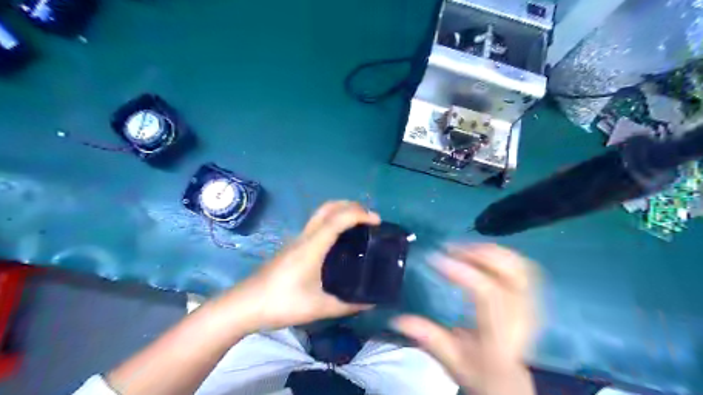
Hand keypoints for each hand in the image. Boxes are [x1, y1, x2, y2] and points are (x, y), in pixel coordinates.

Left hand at [226, 201, 382, 333]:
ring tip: (359, 225)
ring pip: (321, 214)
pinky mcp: (292, 246)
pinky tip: (339, 240)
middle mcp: (305, 237)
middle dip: (351, 205)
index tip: (377, 221)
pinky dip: (333, 221)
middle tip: (370, 218)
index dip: (359, 214)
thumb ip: (346, 305)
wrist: (244, 305)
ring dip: (341, 211)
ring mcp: (297, 240)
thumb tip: (370, 303)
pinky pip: (316, 224)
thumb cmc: (280, 304)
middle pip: (328, 208)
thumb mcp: (318, 308)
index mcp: (312, 247)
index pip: (337, 219)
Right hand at [395, 243, 539, 393]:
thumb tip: (397, 319)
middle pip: (510, 272)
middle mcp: (520, 317)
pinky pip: (523, 267)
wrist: (509, 382)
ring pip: (519, 266)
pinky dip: (501, 255)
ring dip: (490, 251)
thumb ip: (427, 337)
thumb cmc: (478, 371)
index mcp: (499, 335)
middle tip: (451, 248)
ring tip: (463, 248)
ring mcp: (530, 306)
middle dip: (478, 253)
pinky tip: (482, 255)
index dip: (461, 271)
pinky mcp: (531, 299)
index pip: (486, 292)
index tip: (435, 258)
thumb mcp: (450, 360)